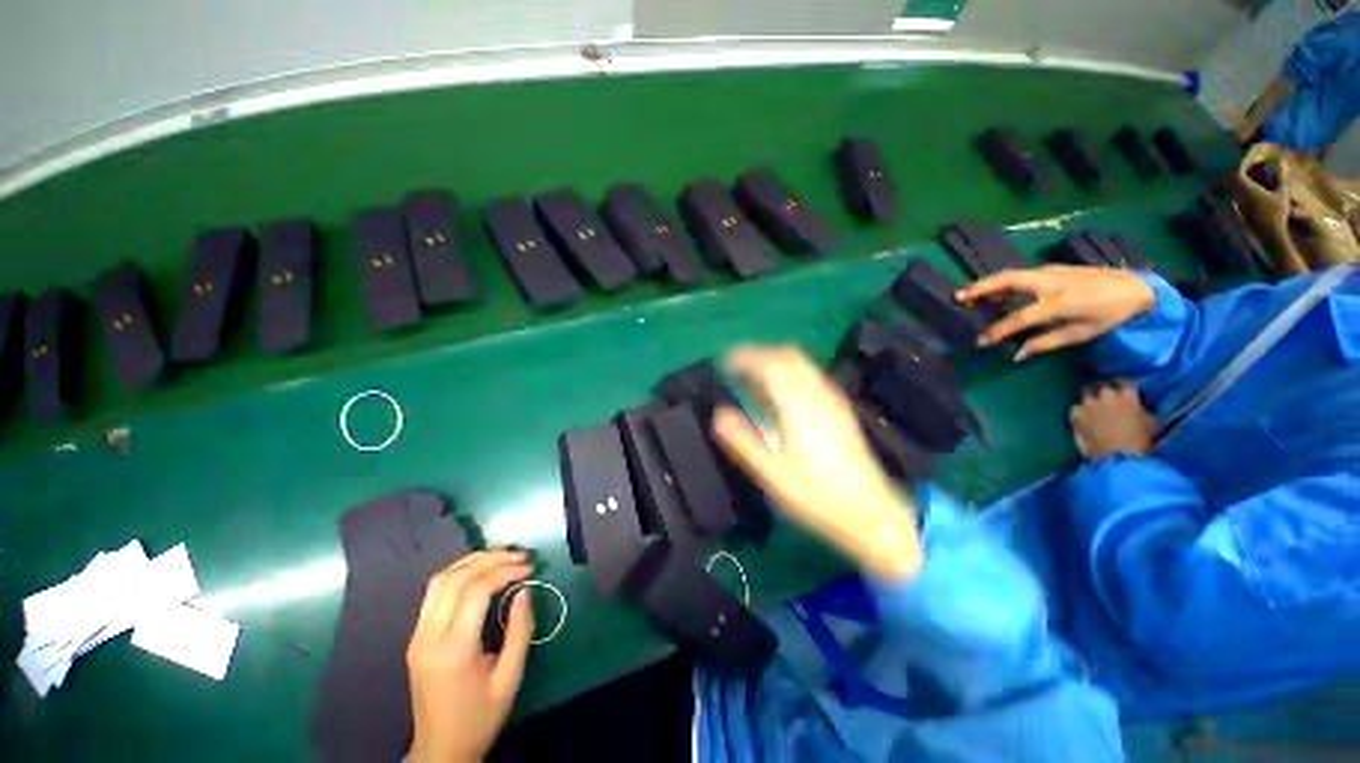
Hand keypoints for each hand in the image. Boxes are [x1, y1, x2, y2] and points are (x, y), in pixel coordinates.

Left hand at [407, 550, 533, 762]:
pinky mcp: (415, 638)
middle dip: (491, 558)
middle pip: (455, 578)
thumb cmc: (480, 718)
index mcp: (454, 650)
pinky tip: (479, 572)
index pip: (476, 590)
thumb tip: (525, 590)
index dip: (505, 570)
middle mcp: (428, 637)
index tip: (530, 567)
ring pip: (440, 580)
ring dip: (472, 561)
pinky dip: (459, 574)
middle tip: (520, 555)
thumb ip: (520, 630)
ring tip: (502, 556)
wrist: (441, 751)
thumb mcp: (510, 678)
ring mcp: (416, 637)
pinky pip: (434, 593)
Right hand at [713, 346, 921, 579]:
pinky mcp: (840, 408)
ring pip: (802, 363)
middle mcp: (818, 395)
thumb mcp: (772, 474)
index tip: (727, 361)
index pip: (771, 365)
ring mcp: (833, 399)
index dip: (747, 357)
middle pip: (788, 356)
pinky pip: (811, 374)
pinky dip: (791, 371)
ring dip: (776, 361)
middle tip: (738, 366)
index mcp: (798, 407)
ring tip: (755, 377)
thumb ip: (744, 441)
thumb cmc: (815, 495)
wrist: (868, 511)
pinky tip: (782, 393)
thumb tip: (719, 415)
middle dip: (761, 354)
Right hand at [956, 265, 1156, 359]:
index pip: (1019, 318)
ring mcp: (1050, 272)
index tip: (980, 342)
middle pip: (1008, 281)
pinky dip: (1001, 282)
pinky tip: (994, 291)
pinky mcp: (1052, 269)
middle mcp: (1050, 283)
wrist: (1136, 287)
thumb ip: (1045, 343)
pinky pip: (1020, 275)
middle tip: (958, 297)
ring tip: (968, 294)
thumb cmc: (1109, 315)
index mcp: (1059, 303)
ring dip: (987, 283)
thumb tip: (1016, 354)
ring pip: (1011, 274)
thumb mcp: (1081, 334)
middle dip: (981, 288)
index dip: (997, 331)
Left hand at [1069, 383, 1157, 459]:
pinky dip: (1080, 412)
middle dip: (1106, 392)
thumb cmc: (1141, 442)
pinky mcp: (1075, 413)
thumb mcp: (1152, 422)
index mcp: (1127, 395)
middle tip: (1109, 401)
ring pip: (1088, 396)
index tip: (1125, 393)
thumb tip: (1138, 406)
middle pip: (1104, 387)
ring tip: (1095, 410)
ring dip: (1092, 401)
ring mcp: (1088, 403)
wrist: (1117, 456)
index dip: (1125, 388)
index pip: (1126, 383)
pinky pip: (1076, 409)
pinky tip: (1085, 420)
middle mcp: (1106, 395)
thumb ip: (1142, 409)